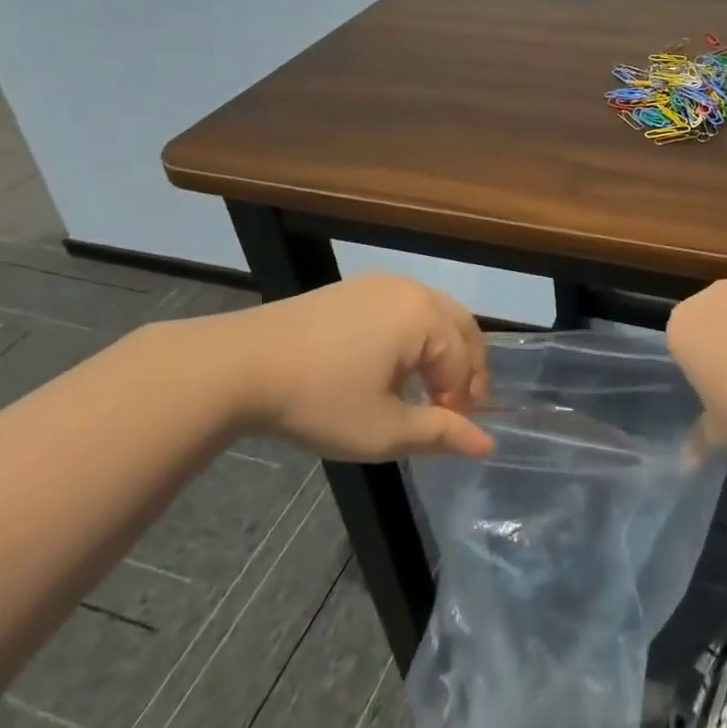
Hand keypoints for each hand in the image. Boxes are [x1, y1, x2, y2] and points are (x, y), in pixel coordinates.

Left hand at [184, 274, 493, 460]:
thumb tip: (486, 444)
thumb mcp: (383, 430)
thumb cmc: (320, 400)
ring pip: (434, 314)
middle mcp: (411, 289)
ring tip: (426, 391)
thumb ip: (440, 434)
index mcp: (425, 316)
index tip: (447, 435)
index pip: (464, 363)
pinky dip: (415, 337)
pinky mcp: (353, 289)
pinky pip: (405, 308)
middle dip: (466, 368)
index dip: (463, 403)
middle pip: (461, 327)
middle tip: (455, 408)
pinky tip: (392, 367)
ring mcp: (380, 284)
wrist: (239, 365)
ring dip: (442, 351)